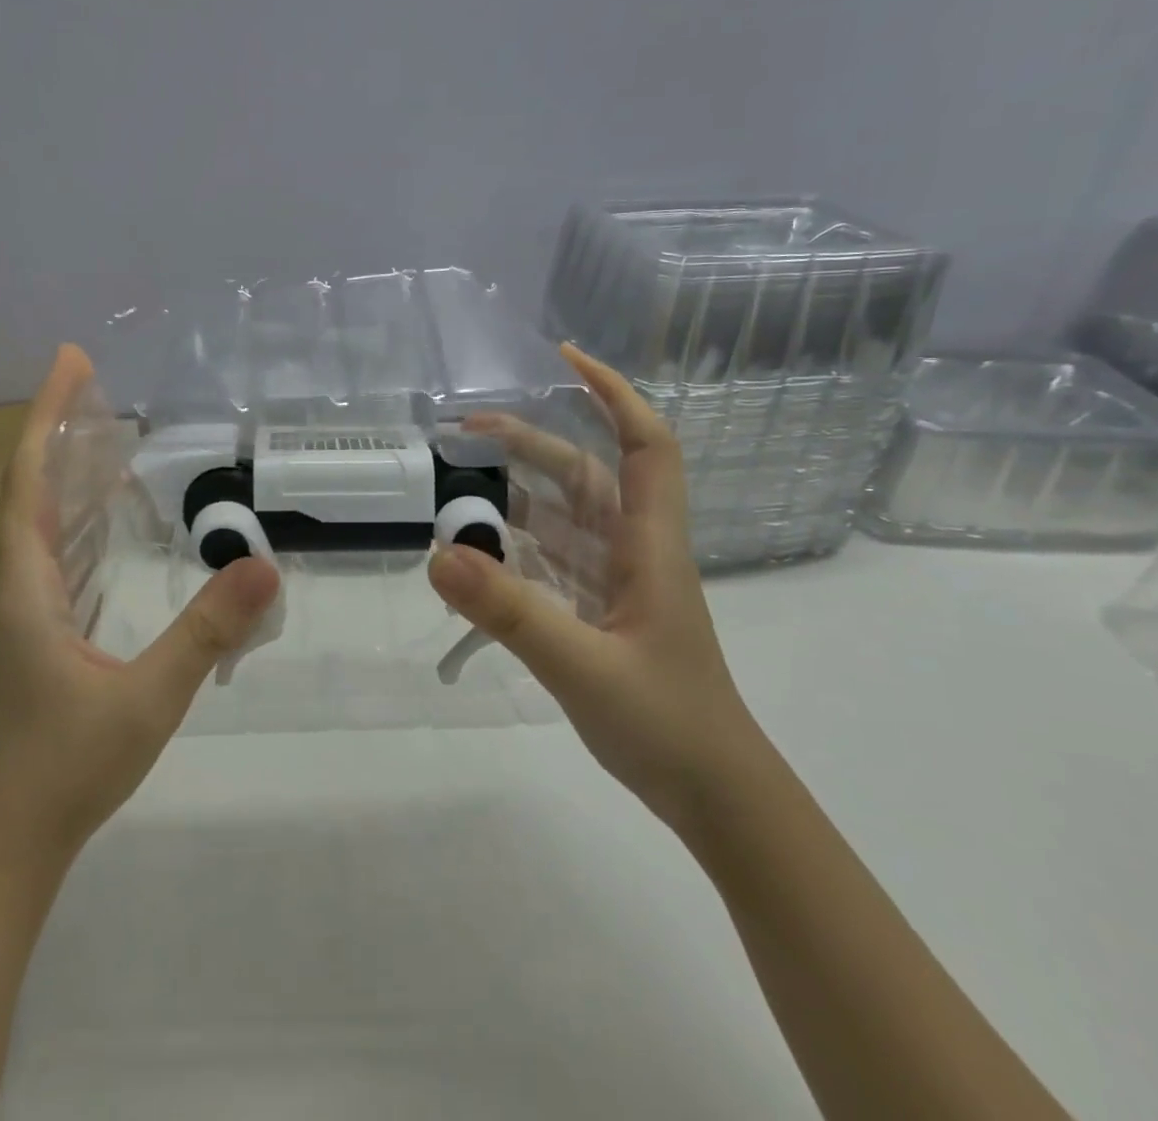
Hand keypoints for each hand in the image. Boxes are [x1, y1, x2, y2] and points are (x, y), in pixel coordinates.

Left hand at [0, 345, 280, 867]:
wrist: (8, 840)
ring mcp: (31, 609)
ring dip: (69, 469)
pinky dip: (82, 515)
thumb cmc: (65, 767)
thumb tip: (266, 567)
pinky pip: (62, 551)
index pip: (30, 478)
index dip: (49, 415)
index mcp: (30, 584)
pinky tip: (110, 516)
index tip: (71, 361)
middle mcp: (22, 584)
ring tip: (108, 432)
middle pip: (33, 486)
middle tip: (99, 383)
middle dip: (62, 428)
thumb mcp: (147, 697)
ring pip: (44, 519)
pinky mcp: (46, 632)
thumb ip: (206, 633)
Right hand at [427, 344, 763, 830]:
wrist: (718, 799)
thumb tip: (439, 554)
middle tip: (466, 430)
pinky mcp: (600, 614)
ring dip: (519, 492)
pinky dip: (517, 546)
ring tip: (462, 481)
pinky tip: (481, 549)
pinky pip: (553, 561)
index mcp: (648, 546)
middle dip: (532, 442)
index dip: (613, 393)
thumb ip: (512, 612)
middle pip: (585, 475)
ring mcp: (616, 585)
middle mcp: (633, 552)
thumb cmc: (668, 725)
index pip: (645, 445)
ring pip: (565, 518)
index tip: (565, 358)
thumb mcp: (584, 666)